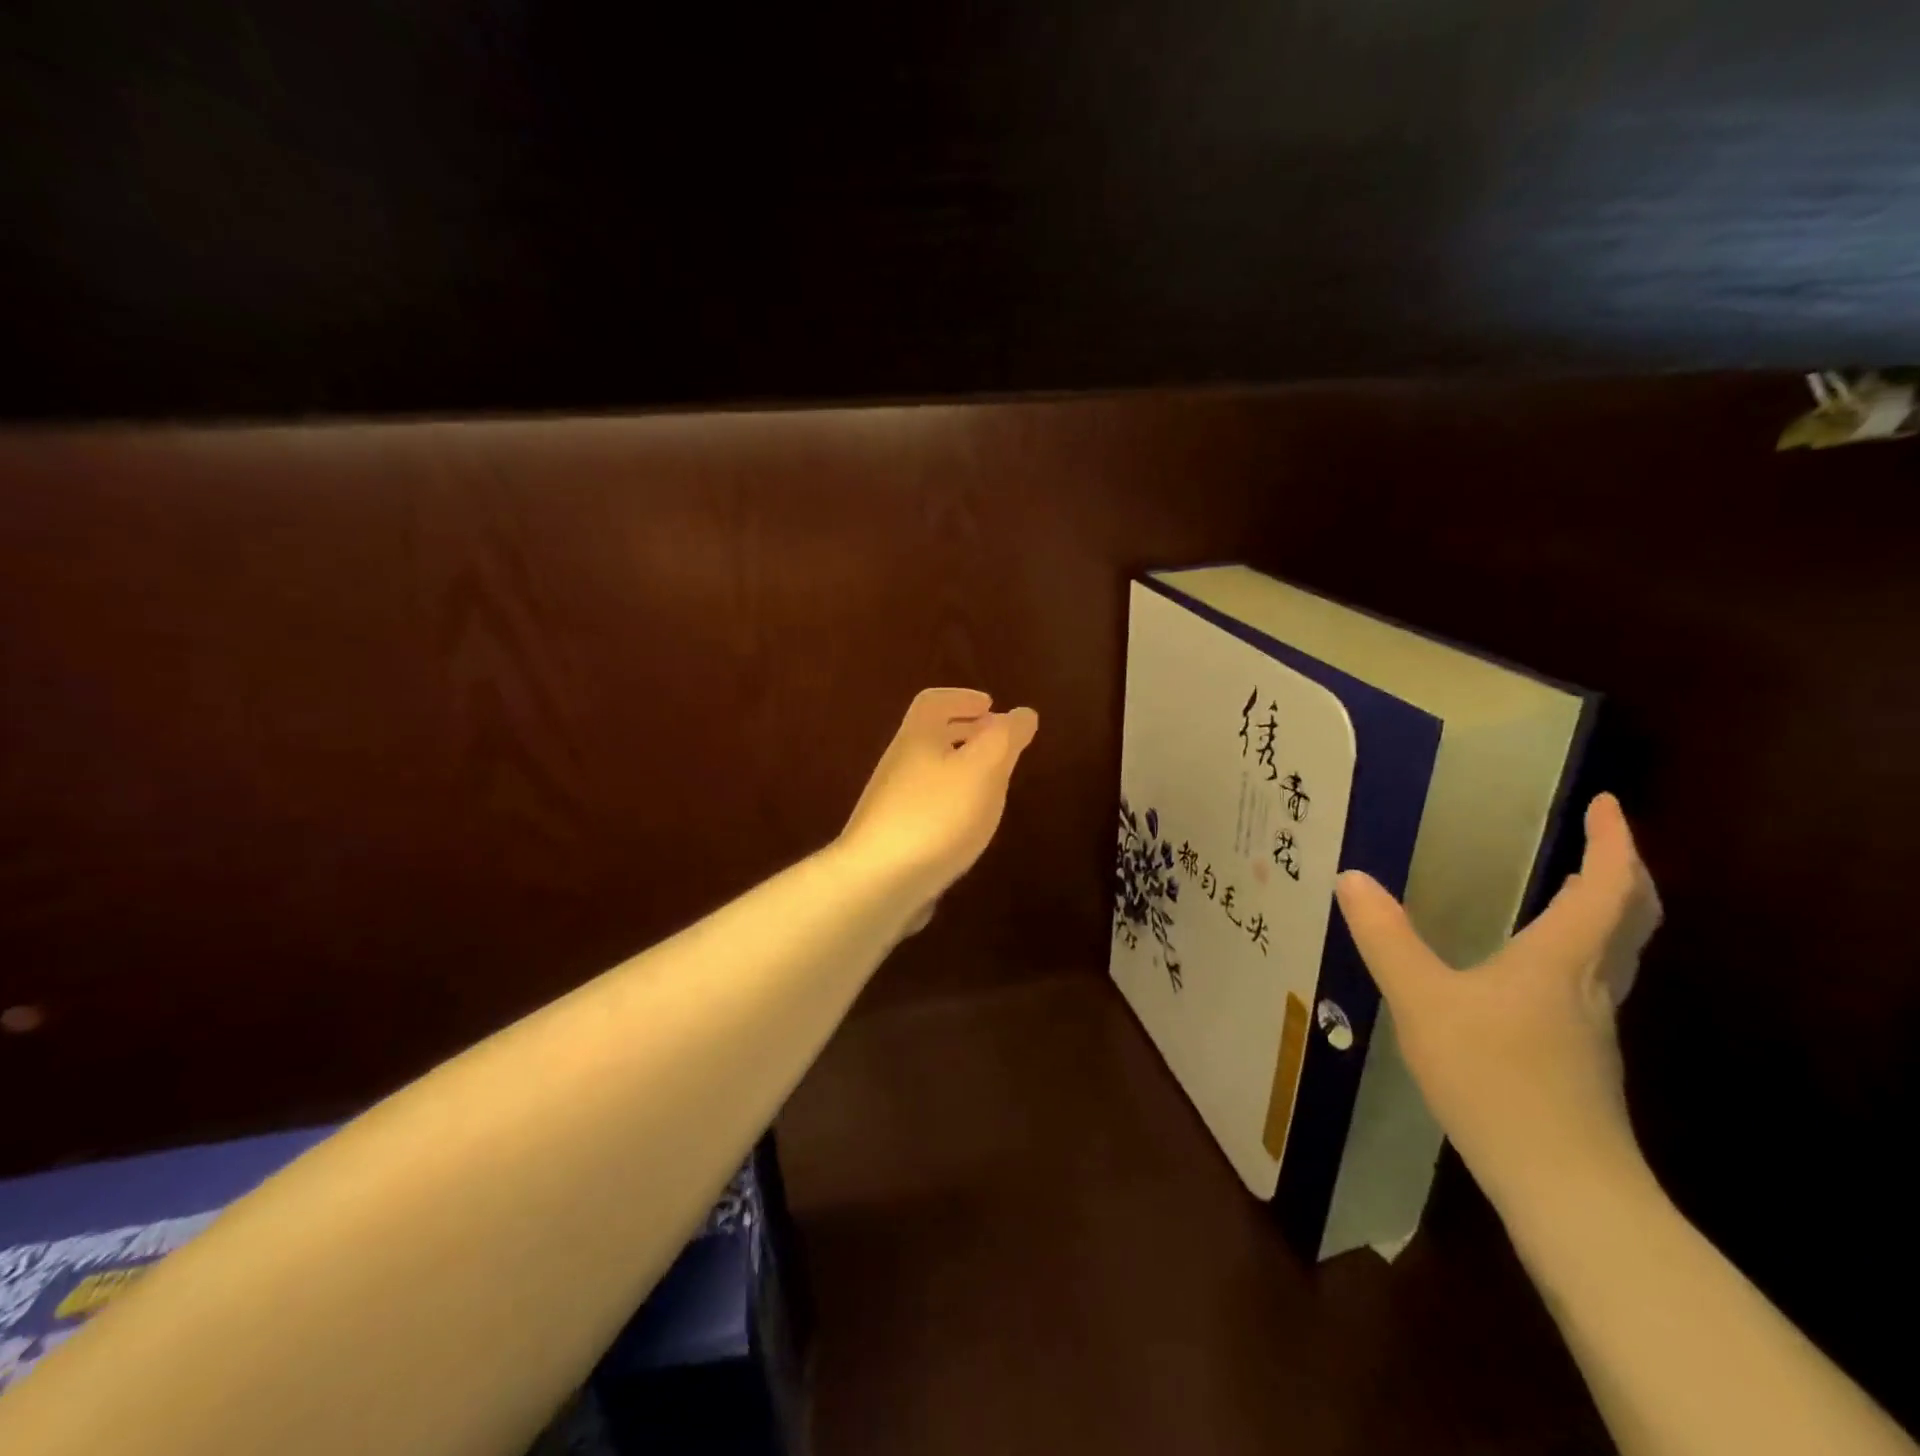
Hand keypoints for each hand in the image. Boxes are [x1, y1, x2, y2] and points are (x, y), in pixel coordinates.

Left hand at [838, 688, 1038, 922]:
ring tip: (989, 784)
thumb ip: (1006, 738)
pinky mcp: (892, 838)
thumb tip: (1023, 713)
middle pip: (929, 736)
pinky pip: (925, 806)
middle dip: (963, 731)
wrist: (877, 882)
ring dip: (958, 768)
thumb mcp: (983, 770)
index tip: (990, 705)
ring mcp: (891, 803)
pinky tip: (966, 827)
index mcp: (918, 738)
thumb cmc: (936, 816)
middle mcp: (899, 764)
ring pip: (928, 772)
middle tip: (995, 740)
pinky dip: (950, 802)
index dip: (962, 698)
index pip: (934, 702)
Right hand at [1334, 794, 1662, 1215]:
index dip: (1612, 841)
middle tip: (1599, 840)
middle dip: (1622, 871)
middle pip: (1631, 918)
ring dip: (1607, 911)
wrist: (1564, 1186)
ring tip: (1574, 888)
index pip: (1608, 887)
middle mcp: (1591, 985)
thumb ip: (1386, 938)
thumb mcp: (1422, 1001)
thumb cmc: (1496, 1078)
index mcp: (1563, 959)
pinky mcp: (1581, 1057)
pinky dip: (1583, 950)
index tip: (1607, 803)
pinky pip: (1593, 981)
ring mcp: (1592, 1025)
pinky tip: (1537, 967)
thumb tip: (1351, 877)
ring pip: (1618, 952)